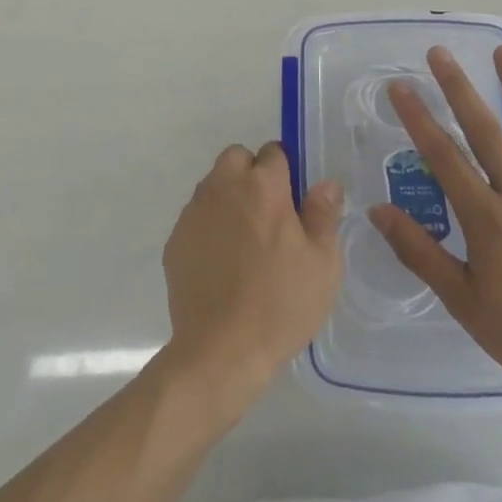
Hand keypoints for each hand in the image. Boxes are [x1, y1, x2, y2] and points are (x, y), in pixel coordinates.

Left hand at [162, 142, 342, 405]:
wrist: (221, 349)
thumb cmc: (281, 303)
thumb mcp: (322, 263)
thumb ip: (323, 214)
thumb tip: (326, 183)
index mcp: (262, 186)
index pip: (273, 152)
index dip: (285, 171)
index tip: (293, 200)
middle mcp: (223, 187)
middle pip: (236, 158)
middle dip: (252, 174)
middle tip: (269, 214)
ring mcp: (194, 212)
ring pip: (213, 185)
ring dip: (229, 198)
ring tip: (245, 241)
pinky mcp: (175, 239)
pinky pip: (196, 217)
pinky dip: (209, 227)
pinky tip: (221, 263)